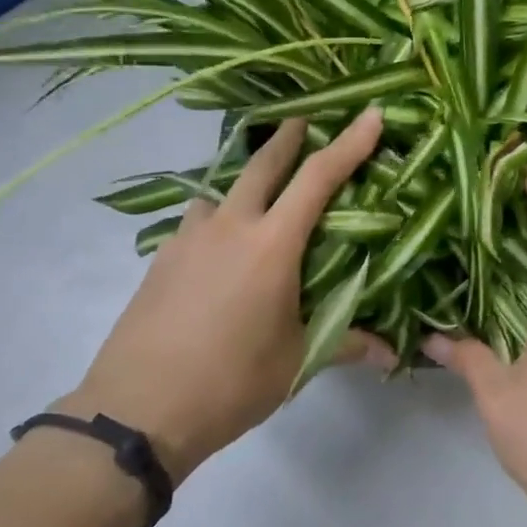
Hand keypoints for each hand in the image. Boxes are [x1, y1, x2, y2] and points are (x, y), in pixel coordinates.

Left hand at [62, 110, 394, 477]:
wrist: (135, 412)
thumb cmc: (230, 382)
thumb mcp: (296, 362)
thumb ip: (346, 345)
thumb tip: (390, 353)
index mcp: (271, 245)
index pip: (318, 179)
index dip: (348, 143)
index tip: (370, 114)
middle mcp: (229, 228)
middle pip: (262, 164)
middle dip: (288, 137)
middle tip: (305, 119)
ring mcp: (189, 239)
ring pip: (223, 190)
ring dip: (246, 180)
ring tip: (260, 195)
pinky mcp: (161, 259)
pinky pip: (198, 222)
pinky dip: (218, 218)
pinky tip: (221, 248)